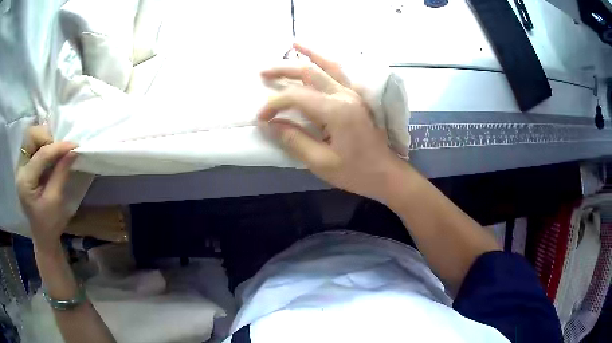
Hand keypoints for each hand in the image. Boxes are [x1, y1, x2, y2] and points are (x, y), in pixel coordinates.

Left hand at [16, 126, 77, 251]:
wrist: (43, 237)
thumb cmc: (49, 224)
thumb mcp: (55, 201)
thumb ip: (61, 173)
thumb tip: (73, 151)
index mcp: (25, 181)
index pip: (41, 155)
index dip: (58, 148)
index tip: (74, 145)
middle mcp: (20, 169)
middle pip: (30, 136)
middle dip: (46, 138)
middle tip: (59, 149)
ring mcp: (22, 166)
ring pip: (31, 136)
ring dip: (45, 139)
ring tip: (55, 151)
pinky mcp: (26, 165)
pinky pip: (33, 144)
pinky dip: (43, 143)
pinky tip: (51, 153)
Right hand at [258, 43, 399, 200]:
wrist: (386, 173)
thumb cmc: (356, 172)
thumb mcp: (321, 163)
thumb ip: (294, 141)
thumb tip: (271, 125)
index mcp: (336, 111)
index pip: (297, 97)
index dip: (275, 103)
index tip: (261, 117)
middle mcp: (345, 95)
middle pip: (310, 73)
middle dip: (284, 70)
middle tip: (263, 71)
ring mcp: (354, 94)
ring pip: (328, 66)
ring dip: (309, 54)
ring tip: (293, 44)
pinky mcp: (358, 98)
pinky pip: (341, 73)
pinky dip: (327, 61)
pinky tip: (320, 57)